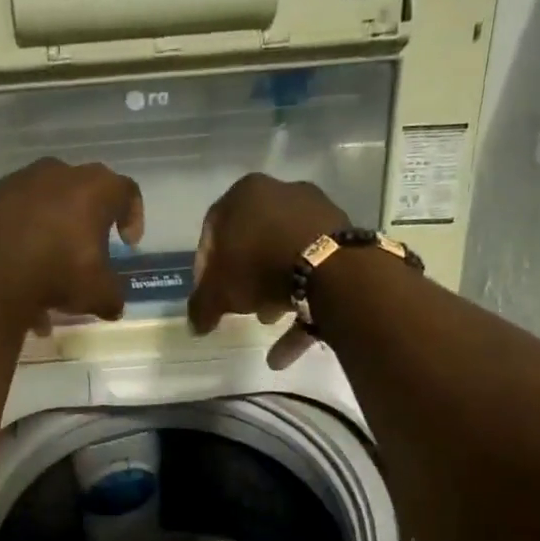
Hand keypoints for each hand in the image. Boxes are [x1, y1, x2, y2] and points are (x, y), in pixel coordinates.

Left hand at [0, 157, 144, 333]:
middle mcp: (59, 174)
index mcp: (95, 188)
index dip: (133, 217)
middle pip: (84, 195)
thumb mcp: (98, 293)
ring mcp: (21, 182)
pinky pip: (18, 219)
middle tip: (89, 254)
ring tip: (50, 278)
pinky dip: (24, 243)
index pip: (126, 192)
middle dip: (88, 225)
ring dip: (53, 237)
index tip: (127, 244)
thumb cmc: (58, 271)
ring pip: (47, 208)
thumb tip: (113, 305)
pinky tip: (22, 280)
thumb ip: (112, 296)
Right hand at [188, 175, 347, 367]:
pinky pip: (315, 271)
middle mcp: (283, 193)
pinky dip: (301, 305)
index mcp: (246, 194)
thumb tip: (196, 326)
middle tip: (237, 304)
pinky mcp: (343, 239)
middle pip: (254, 241)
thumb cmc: (260, 267)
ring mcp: (318, 214)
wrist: (331, 270)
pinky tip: (286, 347)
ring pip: (286, 256)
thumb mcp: (219, 292)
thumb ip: (202, 306)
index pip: (213, 230)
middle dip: (244, 277)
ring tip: (266, 320)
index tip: (207, 292)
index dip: (205, 266)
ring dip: (273, 291)